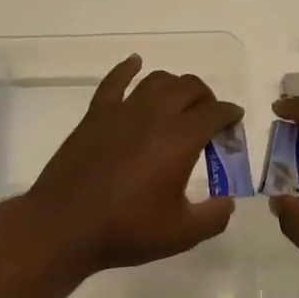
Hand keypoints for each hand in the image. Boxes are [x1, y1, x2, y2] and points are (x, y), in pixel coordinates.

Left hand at [22, 55, 243, 278]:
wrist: (65, 226)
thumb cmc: (126, 230)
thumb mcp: (182, 234)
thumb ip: (215, 216)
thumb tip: (228, 201)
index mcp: (179, 139)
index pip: (214, 113)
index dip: (229, 115)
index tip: (234, 123)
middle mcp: (153, 115)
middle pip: (188, 87)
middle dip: (206, 97)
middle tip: (209, 117)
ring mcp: (121, 111)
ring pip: (156, 80)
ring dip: (175, 86)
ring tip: (179, 102)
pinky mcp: (95, 115)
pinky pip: (114, 81)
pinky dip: (128, 68)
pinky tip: (135, 63)